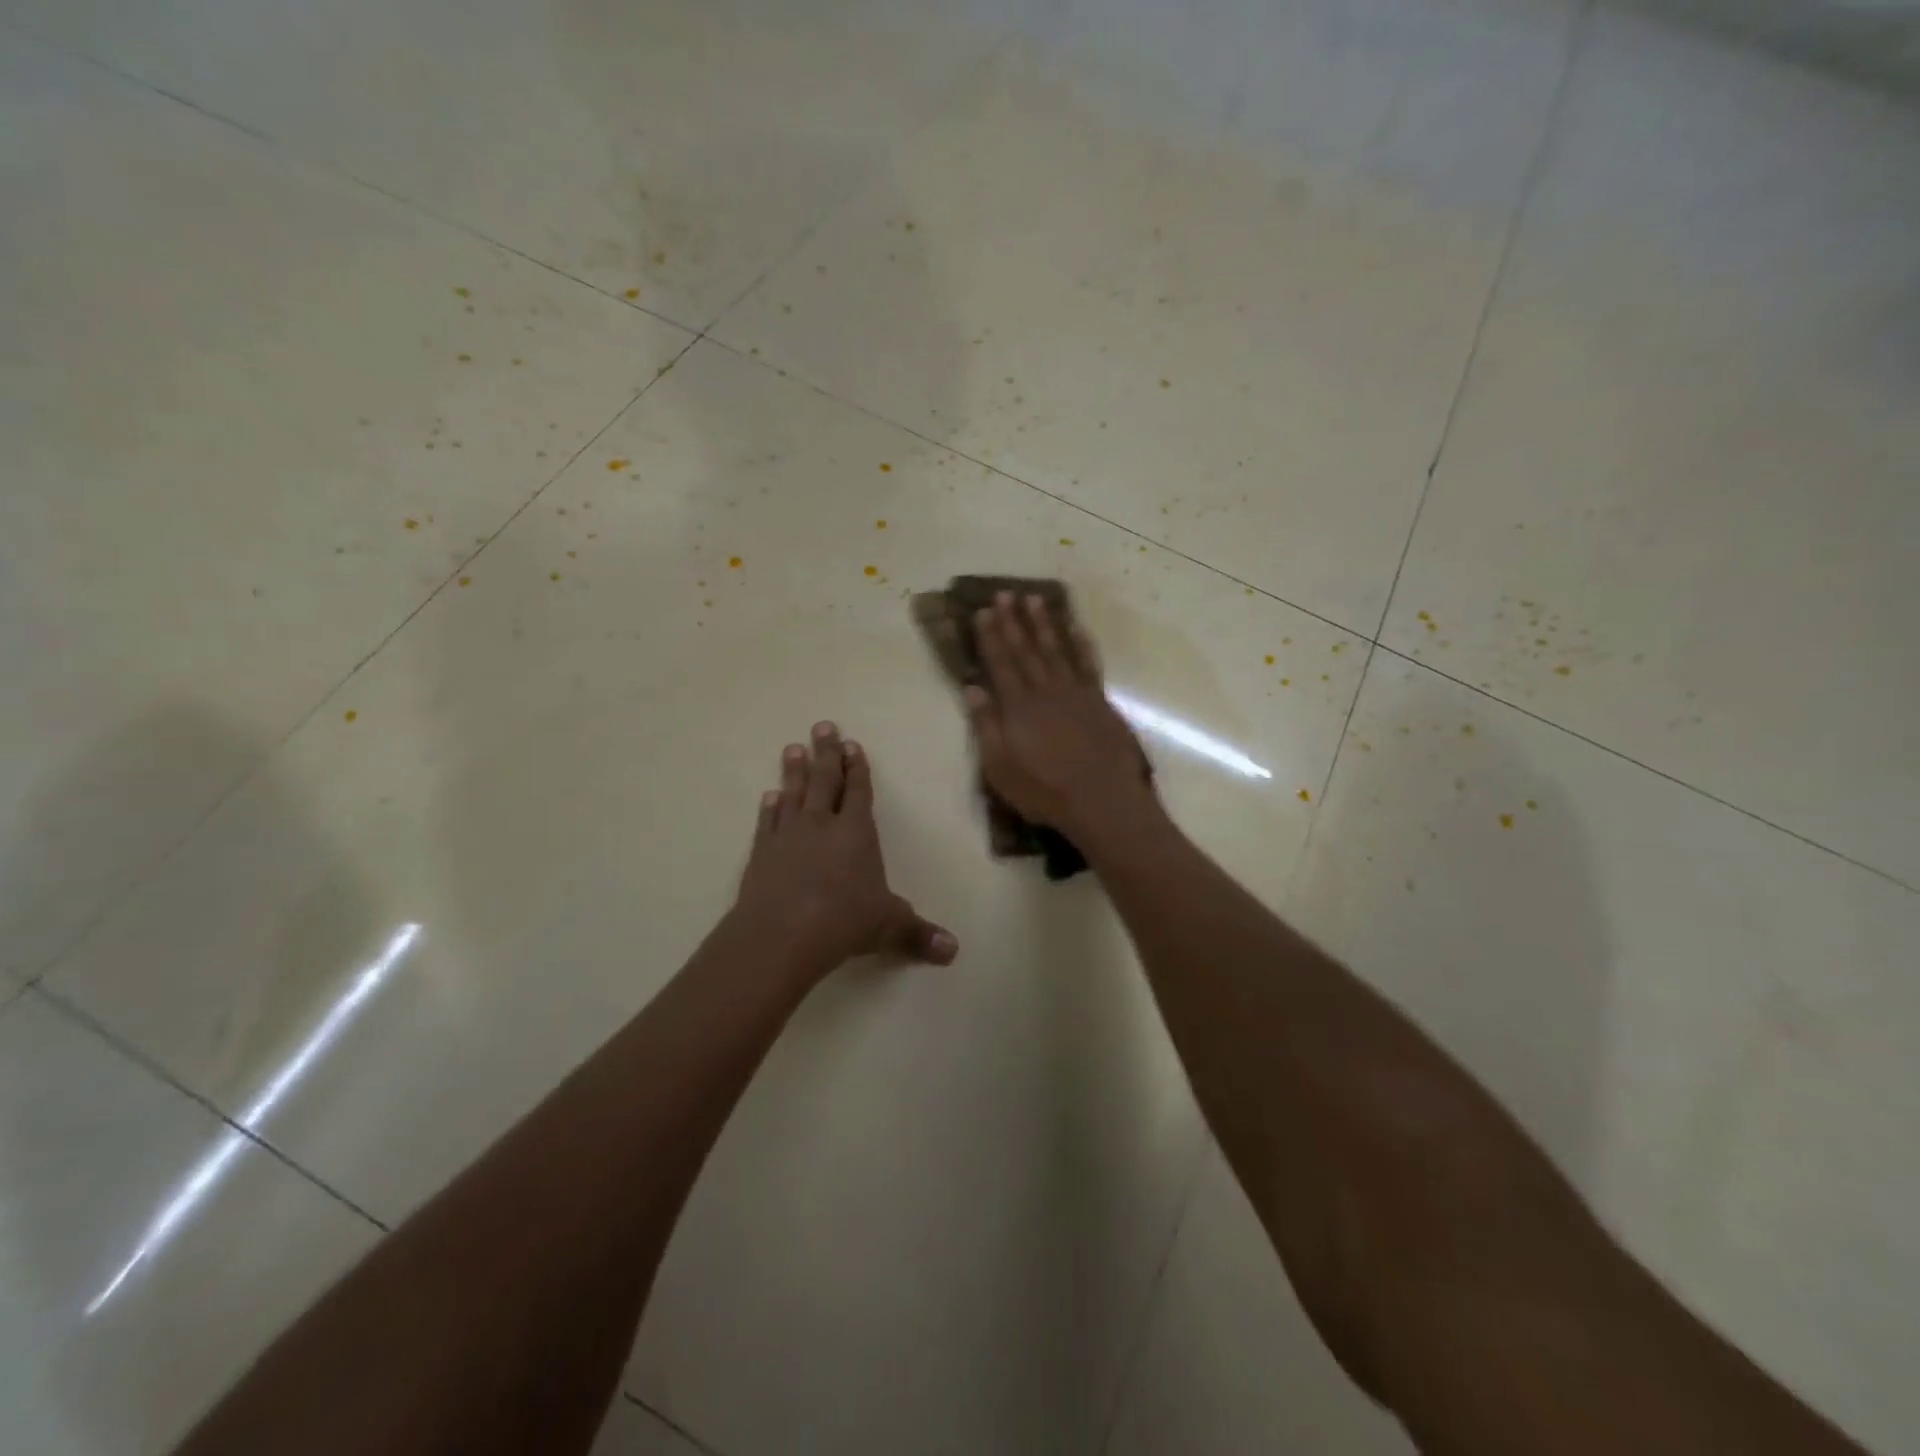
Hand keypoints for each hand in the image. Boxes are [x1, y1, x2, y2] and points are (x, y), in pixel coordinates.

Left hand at [734, 721, 957, 979]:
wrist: (780, 934)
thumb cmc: (842, 922)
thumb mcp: (887, 927)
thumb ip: (918, 934)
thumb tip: (953, 951)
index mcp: (856, 832)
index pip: (859, 791)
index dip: (857, 768)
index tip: (852, 745)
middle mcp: (822, 824)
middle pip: (825, 780)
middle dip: (826, 753)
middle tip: (822, 726)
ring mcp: (788, 835)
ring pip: (793, 793)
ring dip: (795, 771)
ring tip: (794, 748)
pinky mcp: (762, 852)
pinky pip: (768, 821)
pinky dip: (770, 807)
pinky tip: (769, 796)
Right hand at [965, 592, 1156, 840]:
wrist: (1103, 801)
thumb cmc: (1045, 791)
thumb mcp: (1000, 768)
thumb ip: (986, 726)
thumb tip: (972, 688)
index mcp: (1018, 707)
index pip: (1000, 663)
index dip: (990, 636)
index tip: (983, 611)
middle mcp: (1046, 691)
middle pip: (1026, 649)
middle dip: (1014, 620)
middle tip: (1005, 593)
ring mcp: (1076, 693)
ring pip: (1057, 648)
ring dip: (1045, 623)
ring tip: (1035, 599)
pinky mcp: (1100, 701)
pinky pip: (1088, 663)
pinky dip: (1081, 643)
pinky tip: (1076, 627)